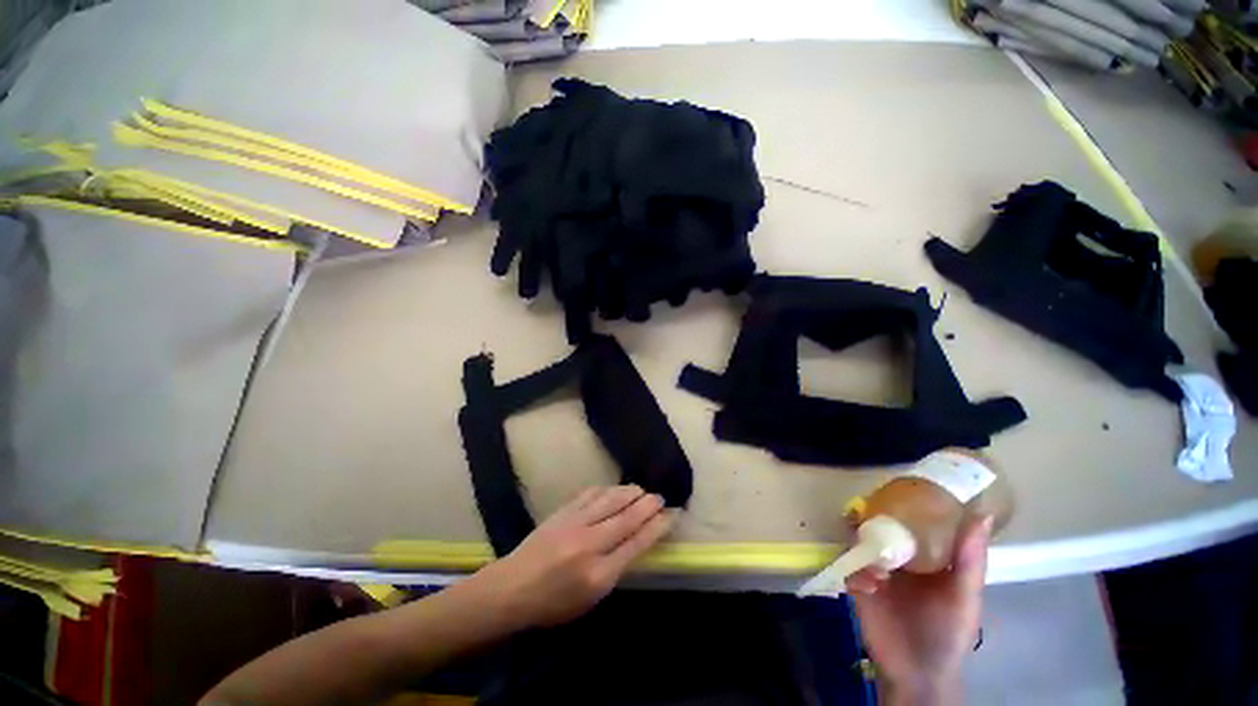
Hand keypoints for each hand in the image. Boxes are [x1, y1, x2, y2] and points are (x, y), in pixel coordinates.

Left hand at [471, 485, 674, 628]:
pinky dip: (607, 490)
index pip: (637, 544)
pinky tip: (614, 490)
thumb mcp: (590, 599)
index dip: (657, 527)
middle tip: (659, 497)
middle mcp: (589, 544)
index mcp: (599, 574)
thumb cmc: (553, 604)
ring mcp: (575, 523)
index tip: (670, 515)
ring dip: (629, 492)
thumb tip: (635, 542)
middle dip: (647, 505)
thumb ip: (615, 569)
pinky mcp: (563, 511)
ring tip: (641, 490)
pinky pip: (591, 494)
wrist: (512, 588)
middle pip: (627, 517)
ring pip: (610, 500)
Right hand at [847, 514, 991, 703]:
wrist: (919, 672)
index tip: (899, 486)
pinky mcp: (858, 586)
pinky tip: (868, 584)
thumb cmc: (948, 632)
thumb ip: (970, 559)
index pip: (913, 523)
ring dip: (860, 542)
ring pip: (861, 543)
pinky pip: (850, 568)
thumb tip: (982, 514)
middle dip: (873, 517)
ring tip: (865, 544)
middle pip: (882, 528)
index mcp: (925, 557)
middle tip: (867, 508)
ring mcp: (876, 571)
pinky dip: (856, 571)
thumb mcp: (965, 596)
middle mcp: (899, 559)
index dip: (906, 504)